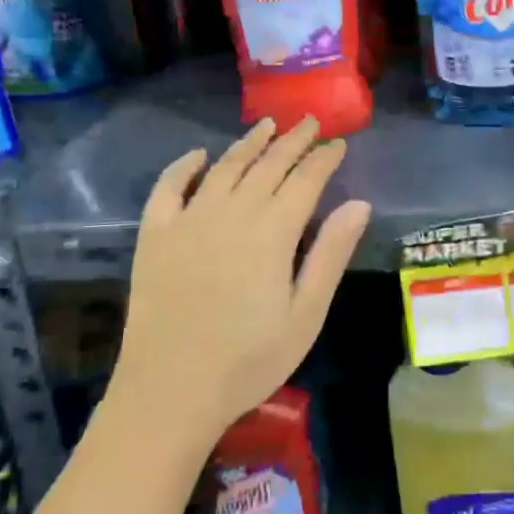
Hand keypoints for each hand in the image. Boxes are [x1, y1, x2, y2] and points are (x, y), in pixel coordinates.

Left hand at [113, 117, 371, 446]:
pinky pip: (169, 187)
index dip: (324, 158)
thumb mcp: (306, 315)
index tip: (339, 143)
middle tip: (311, 122)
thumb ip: (330, 254)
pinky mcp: (155, 235)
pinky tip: (198, 155)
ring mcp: (188, 219)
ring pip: (224, 167)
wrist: (170, 391)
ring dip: (248, 143)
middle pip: (268, 164)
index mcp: (272, 231)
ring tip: (268, 125)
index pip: (305, 180)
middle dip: (293, 140)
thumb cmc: (248, 360)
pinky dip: (184, 166)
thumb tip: (359, 204)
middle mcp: (231, 212)